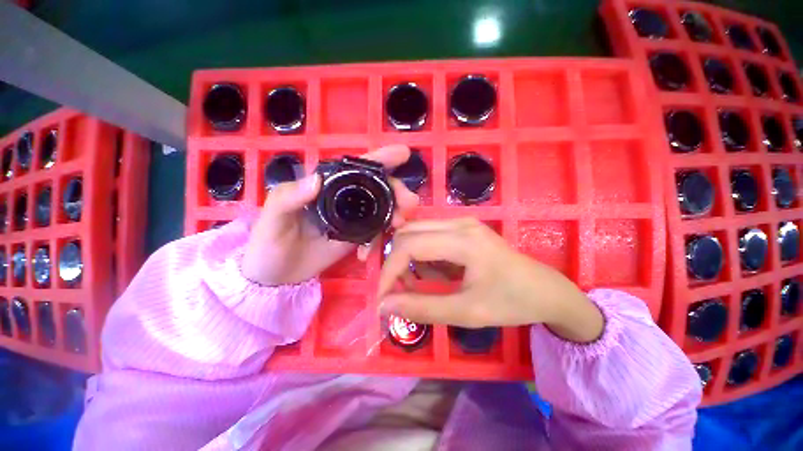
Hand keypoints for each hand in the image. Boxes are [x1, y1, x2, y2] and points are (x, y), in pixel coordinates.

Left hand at [242, 145, 418, 285]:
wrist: (274, 277)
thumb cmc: (268, 243)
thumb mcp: (272, 218)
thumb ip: (289, 197)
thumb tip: (317, 179)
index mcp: (325, 187)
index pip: (356, 168)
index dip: (380, 158)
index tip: (403, 154)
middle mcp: (343, 199)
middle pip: (377, 189)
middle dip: (396, 191)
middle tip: (409, 204)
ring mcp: (352, 220)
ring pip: (381, 210)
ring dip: (396, 214)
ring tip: (401, 223)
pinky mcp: (355, 238)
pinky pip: (374, 234)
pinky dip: (379, 240)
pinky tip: (368, 253)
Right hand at [377, 218, 603, 342]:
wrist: (545, 289)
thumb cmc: (511, 302)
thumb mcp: (466, 312)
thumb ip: (422, 308)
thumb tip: (384, 306)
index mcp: (463, 240)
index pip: (409, 245)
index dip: (389, 270)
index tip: (382, 295)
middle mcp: (459, 223)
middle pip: (409, 232)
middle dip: (395, 261)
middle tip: (398, 289)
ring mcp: (462, 222)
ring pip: (417, 232)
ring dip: (408, 258)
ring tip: (417, 284)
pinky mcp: (463, 228)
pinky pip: (429, 236)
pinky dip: (422, 255)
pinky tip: (434, 273)